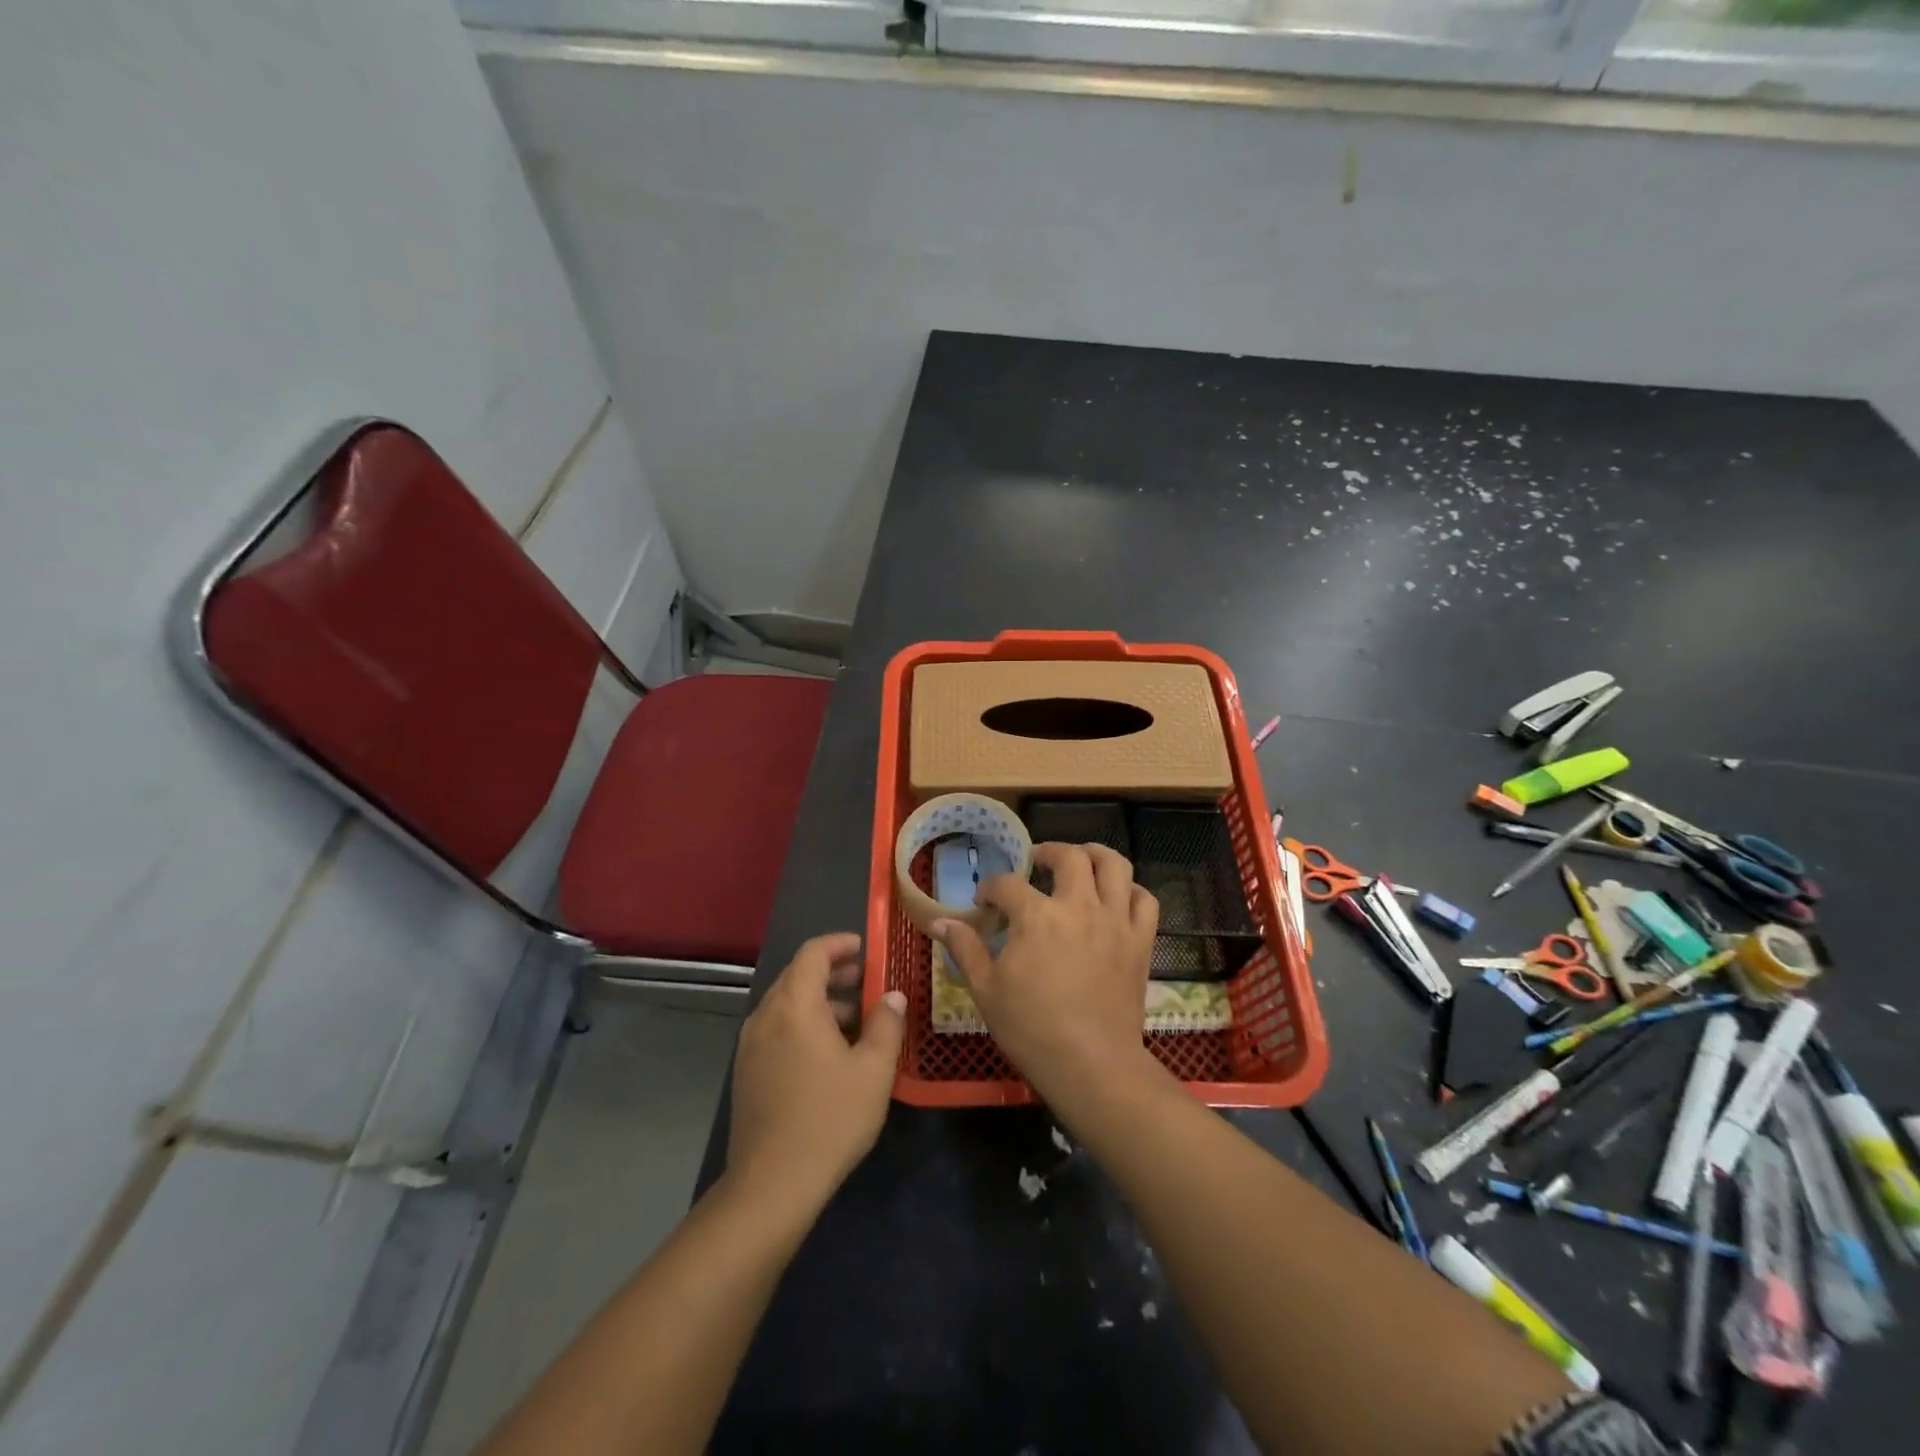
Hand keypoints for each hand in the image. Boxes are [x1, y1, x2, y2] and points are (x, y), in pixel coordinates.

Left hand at [727, 933, 905, 1211]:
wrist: (771, 1184)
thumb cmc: (829, 1118)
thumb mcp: (873, 1070)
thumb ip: (886, 1024)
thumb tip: (892, 996)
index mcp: (795, 1005)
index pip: (813, 953)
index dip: (839, 944)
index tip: (865, 948)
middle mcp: (766, 1016)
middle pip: (797, 976)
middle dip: (832, 973)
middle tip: (866, 981)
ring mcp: (750, 1045)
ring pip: (786, 1005)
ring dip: (819, 1001)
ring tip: (855, 1020)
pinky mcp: (746, 1072)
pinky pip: (777, 1029)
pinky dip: (802, 1024)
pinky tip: (828, 1053)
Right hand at [933, 843, 1159, 1108]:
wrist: (1091, 1064)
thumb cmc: (1031, 1028)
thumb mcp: (985, 989)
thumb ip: (965, 948)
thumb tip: (940, 922)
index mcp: (1036, 916)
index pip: (1008, 884)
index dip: (991, 888)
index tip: (984, 902)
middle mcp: (1079, 906)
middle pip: (1069, 857)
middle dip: (1047, 852)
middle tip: (1036, 862)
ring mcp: (1115, 920)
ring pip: (1114, 865)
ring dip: (1095, 855)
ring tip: (1081, 861)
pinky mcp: (1140, 940)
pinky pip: (1145, 899)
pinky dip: (1131, 890)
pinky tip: (1117, 896)